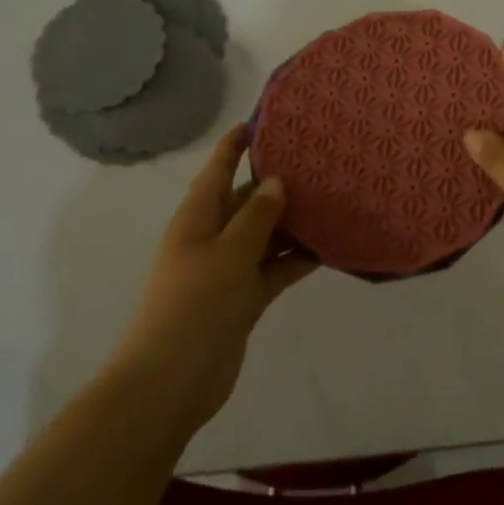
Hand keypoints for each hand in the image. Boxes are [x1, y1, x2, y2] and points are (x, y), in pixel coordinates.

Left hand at [110, 126, 315, 431]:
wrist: (170, 384)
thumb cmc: (193, 307)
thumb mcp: (228, 254)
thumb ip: (255, 217)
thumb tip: (276, 182)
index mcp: (198, 217)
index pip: (218, 168)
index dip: (237, 143)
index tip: (266, 120)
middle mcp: (212, 236)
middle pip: (247, 199)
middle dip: (278, 183)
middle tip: (321, 162)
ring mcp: (228, 269)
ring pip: (265, 234)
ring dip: (293, 222)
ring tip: (333, 200)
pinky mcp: (243, 298)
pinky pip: (273, 269)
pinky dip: (296, 260)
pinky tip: (328, 248)